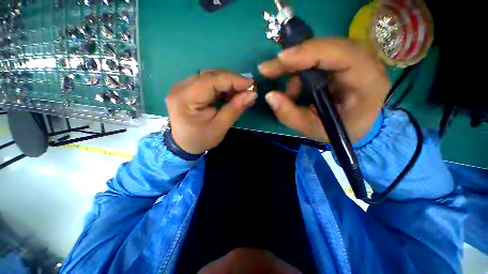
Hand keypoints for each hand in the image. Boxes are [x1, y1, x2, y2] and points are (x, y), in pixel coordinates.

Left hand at [166, 70, 256, 154]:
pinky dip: (222, 86)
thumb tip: (252, 94)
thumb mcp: (220, 127)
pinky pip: (208, 82)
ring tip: (242, 91)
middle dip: (232, 80)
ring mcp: (183, 86)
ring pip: (210, 76)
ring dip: (228, 82)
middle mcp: (180, 87)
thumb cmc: (201, 139)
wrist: (183, 144)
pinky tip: (231, 93)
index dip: (233, 80)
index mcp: (185, 99)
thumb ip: (235, 109)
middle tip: (249, 88)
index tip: (251, 84)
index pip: (211, 81)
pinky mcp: (188, 89)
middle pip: (210, 75)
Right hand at [258, 38, 390, 142]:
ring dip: (296, 70)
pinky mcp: (342, 59)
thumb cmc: (339, 130)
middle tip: (268, 70)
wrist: (357, 124)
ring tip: (290, 95)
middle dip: (293, 59)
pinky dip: (300, 71)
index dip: (310, 53)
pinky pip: (316, 56)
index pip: (344, 56)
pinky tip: (297, 90)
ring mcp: (354, 57)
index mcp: (368, 83)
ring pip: (318, 51)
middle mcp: (366, 63)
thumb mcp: (313, 129)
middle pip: (327, 47)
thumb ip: (290, 115)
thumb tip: (269, 96)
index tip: (280, 60)